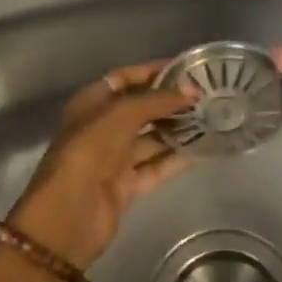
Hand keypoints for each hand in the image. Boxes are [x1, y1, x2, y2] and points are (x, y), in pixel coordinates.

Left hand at [6, 62, 195, 268]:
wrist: (69, 213)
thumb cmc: (90, 150)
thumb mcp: (123, 114)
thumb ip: (159, 100)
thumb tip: (193, 90)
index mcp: (92, 103)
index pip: (125, 78)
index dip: (153, 71)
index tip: (186, 69)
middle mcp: (103, 127)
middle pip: (141, 108)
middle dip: (170, 102)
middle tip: (206, 96)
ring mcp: (114, 158)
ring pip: (152, 138)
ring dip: (178, 129)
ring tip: (212, 119)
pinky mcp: (127, 185)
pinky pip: (157, 166)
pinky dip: (178, 158)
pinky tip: (204, 149)